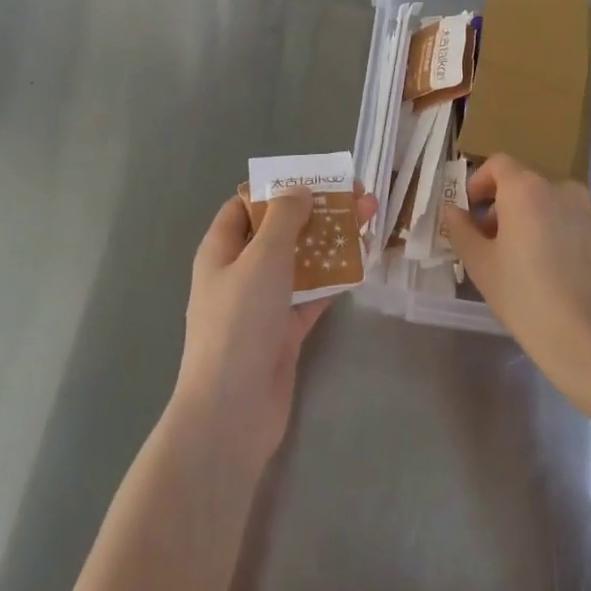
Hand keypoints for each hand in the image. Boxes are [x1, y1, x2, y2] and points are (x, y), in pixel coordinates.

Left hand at [172, 187, 372, 463]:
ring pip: (300, 262)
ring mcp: (263, 304)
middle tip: (360, 197)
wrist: (233, 410)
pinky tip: (362, 264)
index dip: (278, 189)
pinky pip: (311, 295)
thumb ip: (284, 219)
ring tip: (369, 222)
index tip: (316, 179)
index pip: (246, 207)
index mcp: (221, 249)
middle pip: (280, 232)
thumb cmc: (240, 323)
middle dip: (317, 213)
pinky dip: (333, 280)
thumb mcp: (262, 258)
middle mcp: (240, 272)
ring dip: (331, 243)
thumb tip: (298, 189)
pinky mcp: (284, 331)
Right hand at [441, 155, 590, 415]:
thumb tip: (453, 211)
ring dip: (543, 221)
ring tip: (537, 262)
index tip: (473, 210)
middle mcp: (565, 190)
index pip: (499, 164)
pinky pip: (585, 227)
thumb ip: (461, 230)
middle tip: (499, 244)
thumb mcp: (480, 266)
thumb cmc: (526, 299)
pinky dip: (571, 238)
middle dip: (510, 207)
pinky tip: (568, 275)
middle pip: (530, 186)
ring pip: (560, 206)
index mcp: (527, 190)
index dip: (481, 182)